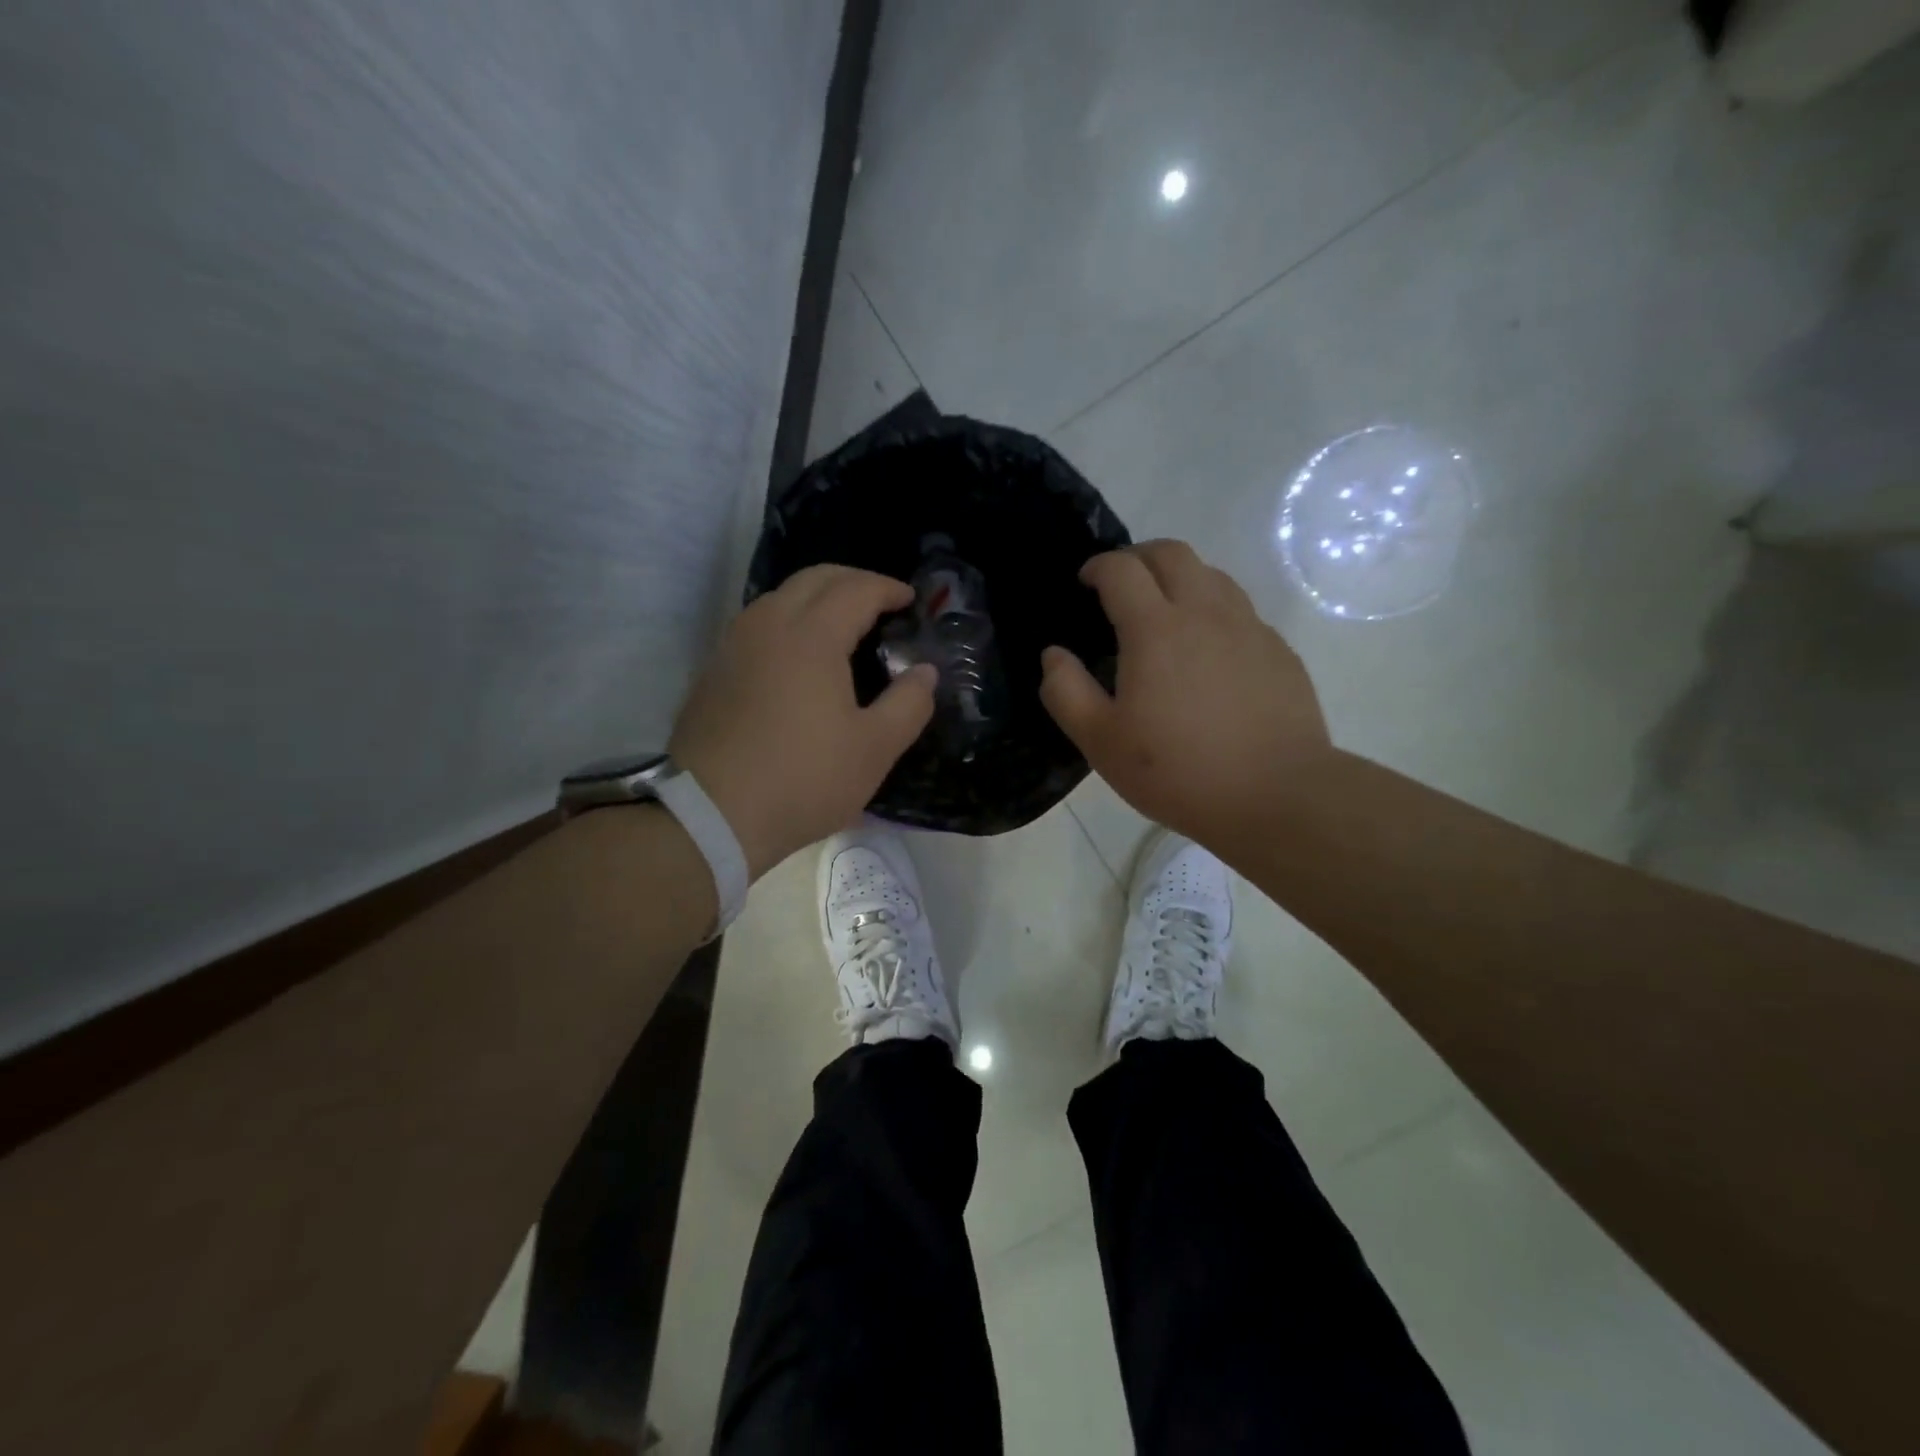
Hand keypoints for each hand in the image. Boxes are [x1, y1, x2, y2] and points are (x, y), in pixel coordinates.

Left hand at [669, 566, 936, 877]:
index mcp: (811, 636)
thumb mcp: (875, 749)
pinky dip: (789, 620)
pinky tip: (800, 655)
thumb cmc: (803, 779)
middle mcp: (768, 625)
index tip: (910, 600)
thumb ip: (909, 703)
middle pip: (814, 578)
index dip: (888, 588)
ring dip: (817, 597)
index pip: (856, 589)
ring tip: (843, 625)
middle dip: (853, 581)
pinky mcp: (714, 670)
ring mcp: (734, 645)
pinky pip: (759, 624)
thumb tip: (924, 672)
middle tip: (881, 602)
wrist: (710, 815)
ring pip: (780, 597)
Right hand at [1039, 540, 1333, 848]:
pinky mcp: (1278, 650)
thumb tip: (1054, 655)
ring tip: (1164, 610)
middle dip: (1138, 556)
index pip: (1121, 570)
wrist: (1277, 796)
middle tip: (1120, 584)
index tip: (1085, 582)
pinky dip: (1213, 610)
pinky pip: (1240, 610)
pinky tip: (1207, 651)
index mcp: (1155, 629)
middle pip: (1171, 553)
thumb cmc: (1177, 770)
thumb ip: (1066, 691)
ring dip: (1179, 577)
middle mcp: (1205, 612)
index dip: (1098, 566)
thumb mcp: (1101, 741)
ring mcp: (1249, 628)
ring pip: (1212, 574)